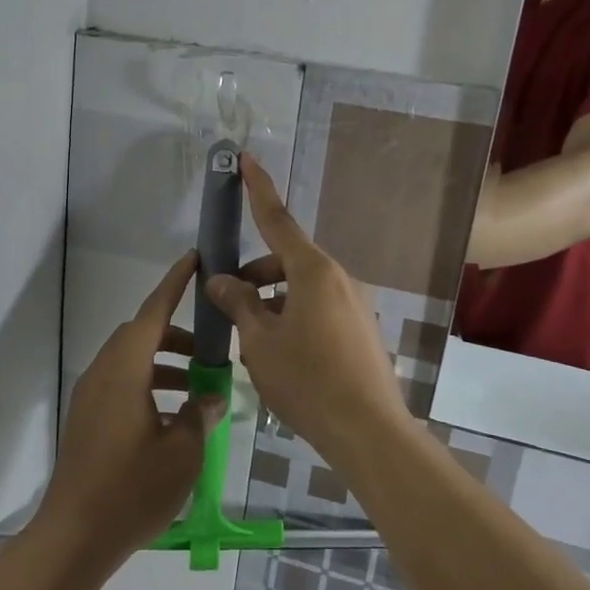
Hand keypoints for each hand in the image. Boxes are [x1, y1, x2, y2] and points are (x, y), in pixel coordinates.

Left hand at [35, 251, 224, 565]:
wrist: (74, 536)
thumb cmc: (132, 489)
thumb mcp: (182, 452)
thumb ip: (200, 414)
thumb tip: (211, 394)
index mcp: (125, 370)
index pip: (154, 312)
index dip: (175, 284)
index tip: (194, 259)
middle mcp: (103, 373)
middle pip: (141, 335)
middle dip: (176, 335)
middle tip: (209, 351)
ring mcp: (90, 396)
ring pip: (131, 361)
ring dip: (164, 364)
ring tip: (198, 388)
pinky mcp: (86, 419)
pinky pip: (121, 384)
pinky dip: (148, 385)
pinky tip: (172, 417)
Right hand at [204, 154, 410, 472]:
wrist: (368, 432)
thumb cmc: (307, 380)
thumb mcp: (259, 341)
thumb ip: (237, 303)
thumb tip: (220, 280)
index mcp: (313, 270)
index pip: (277, 218)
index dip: (257, 188)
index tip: (245, 158)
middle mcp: (338, 278)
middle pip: (286, 260)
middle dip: (254, 274)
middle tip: (227, 304)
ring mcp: (355, 303)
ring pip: (302, 287)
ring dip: (272, 300)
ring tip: (252, 340)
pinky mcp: (362, 328)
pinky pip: (319, 308)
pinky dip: (293, 315)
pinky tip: (281, 354)